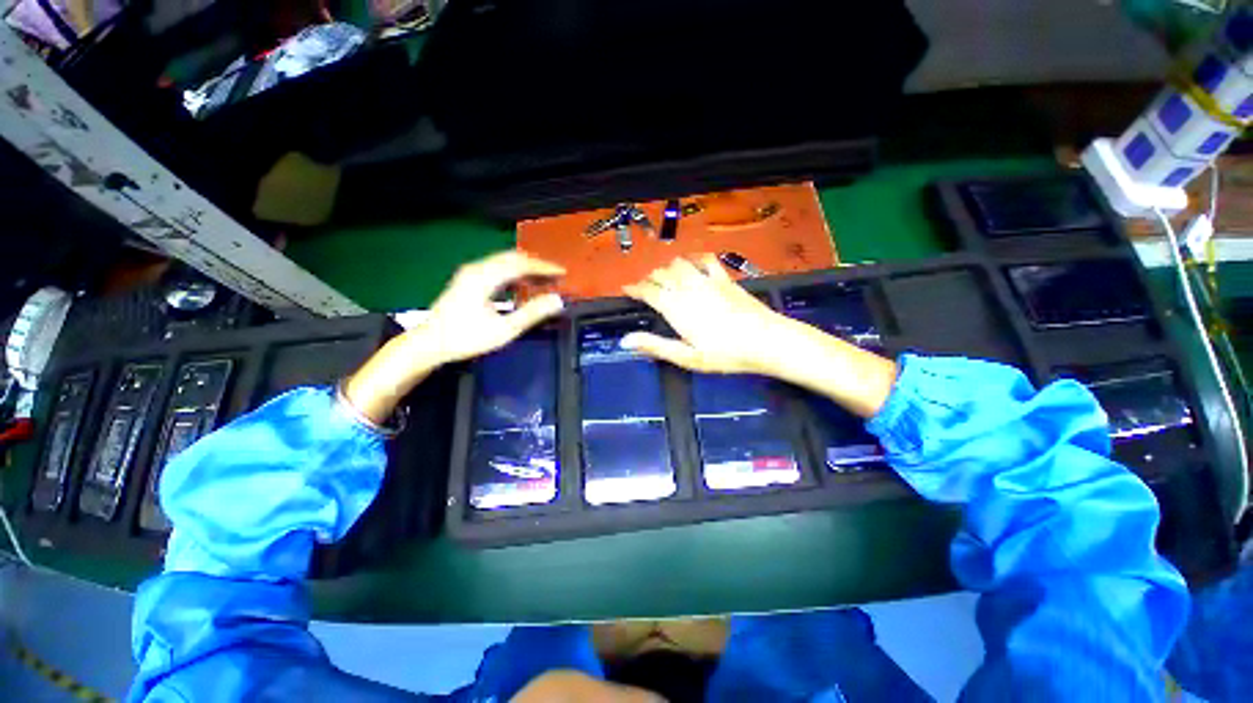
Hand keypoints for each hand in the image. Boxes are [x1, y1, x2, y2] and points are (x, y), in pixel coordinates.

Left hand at [417, 251, 565, 364]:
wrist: (430, 343)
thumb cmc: (467, 338)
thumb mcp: (504, 330)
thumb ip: (532, 313)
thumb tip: (558, 300)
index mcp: (485, 277)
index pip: (521, 264)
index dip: (544, 267)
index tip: (563, 272)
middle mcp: (477, 269)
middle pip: (512, 258)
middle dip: (536, 265)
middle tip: (555, 275)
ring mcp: (470, 273)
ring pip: (503, 261)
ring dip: (525, 268)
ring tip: (543, 279)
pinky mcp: (467, 280)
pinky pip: (496, 268)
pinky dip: (513, 273)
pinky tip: (521, 285)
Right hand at [621, 255, 789, 374]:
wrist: (766, 341)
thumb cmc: (725, 354)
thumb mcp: (687, 357)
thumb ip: (655, 346)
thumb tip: (624, 340)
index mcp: (675, 307)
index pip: (648, 291)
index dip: (634, 289)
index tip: (626, 289)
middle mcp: (687, 288)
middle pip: (661, 274)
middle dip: (649, 279)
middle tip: (645, 289)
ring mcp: (707, 280)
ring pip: (679, 263)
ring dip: (667, 268)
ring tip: (665, 278)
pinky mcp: (724, 279)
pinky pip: (705, 260)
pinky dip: (693, 259)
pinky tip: (692, 264)